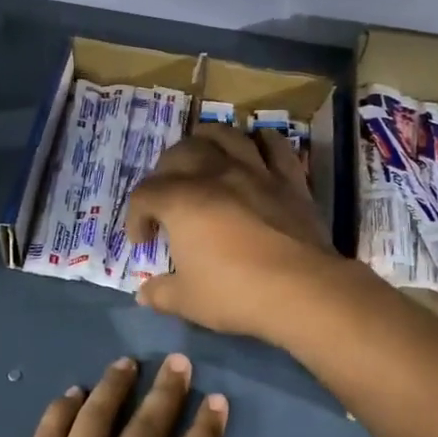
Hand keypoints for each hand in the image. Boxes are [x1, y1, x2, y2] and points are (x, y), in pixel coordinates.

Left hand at [0, 354, 224, 436]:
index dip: (207, 430)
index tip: (216, 400)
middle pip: (148, 425)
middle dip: (167, 391)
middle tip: (179, 361)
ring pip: (98, 416)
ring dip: (115, 386)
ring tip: (126, 362)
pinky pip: (51, 431)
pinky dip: (62, 408)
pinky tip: (72, 392)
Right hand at [125, 125, 338, 339]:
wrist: (301, 289)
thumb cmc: (235, 293)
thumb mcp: (187, 301)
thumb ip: (161, 293)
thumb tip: (144, 294)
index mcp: (181, 201)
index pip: (145, 194)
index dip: (136, 217)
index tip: (143, 242)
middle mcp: (214, 175)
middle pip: (179, 153)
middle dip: (164, 172)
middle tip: (166, 198)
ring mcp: (255, 171)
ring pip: (225, 135)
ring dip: (206, 140)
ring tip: (202, 157)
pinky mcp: (289, 179)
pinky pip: (275, 146)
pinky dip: (262, 140)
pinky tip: (256, 146)